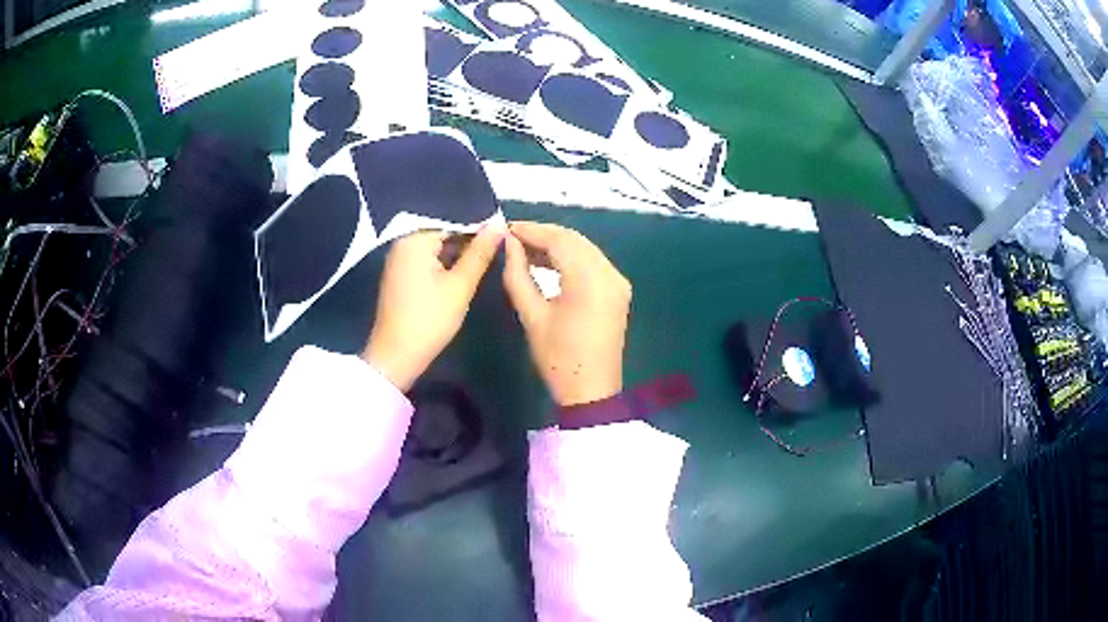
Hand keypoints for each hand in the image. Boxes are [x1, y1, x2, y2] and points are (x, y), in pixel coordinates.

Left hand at [363, 224, 504, 390]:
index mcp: (415, 239)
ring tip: (486, 260)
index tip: (504, 238)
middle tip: (499, 251)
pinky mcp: (400, 275)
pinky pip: (427, 260)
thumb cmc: (430, 319)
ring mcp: (399, 259)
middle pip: (444, 234)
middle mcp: (403, 243)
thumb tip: (499, 225)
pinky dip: (444, 265)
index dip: (481, 229)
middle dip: (469, 242)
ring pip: (437, 248)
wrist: (396, 356)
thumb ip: (480, 253)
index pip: (455, 222)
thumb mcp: (460, 286)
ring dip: (458, 255)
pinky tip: (463, 273)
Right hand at [502, 222, 630, 406]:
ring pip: (585, 249)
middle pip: (574, 240)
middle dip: (543, 235)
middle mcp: (610, 273)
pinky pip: (593, 263)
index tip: (506, 228)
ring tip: (525, 249)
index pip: (559, 240)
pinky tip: (548, 263)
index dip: (531, 230)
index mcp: (589, 280)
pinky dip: (571, 258)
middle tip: (513, 238)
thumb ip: (518, 275)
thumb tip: (509, 245)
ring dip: (557, 245)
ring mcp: (618, 281)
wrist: (591, 391)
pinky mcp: (618, 290)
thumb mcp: (532, 316)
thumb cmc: (558, 358)